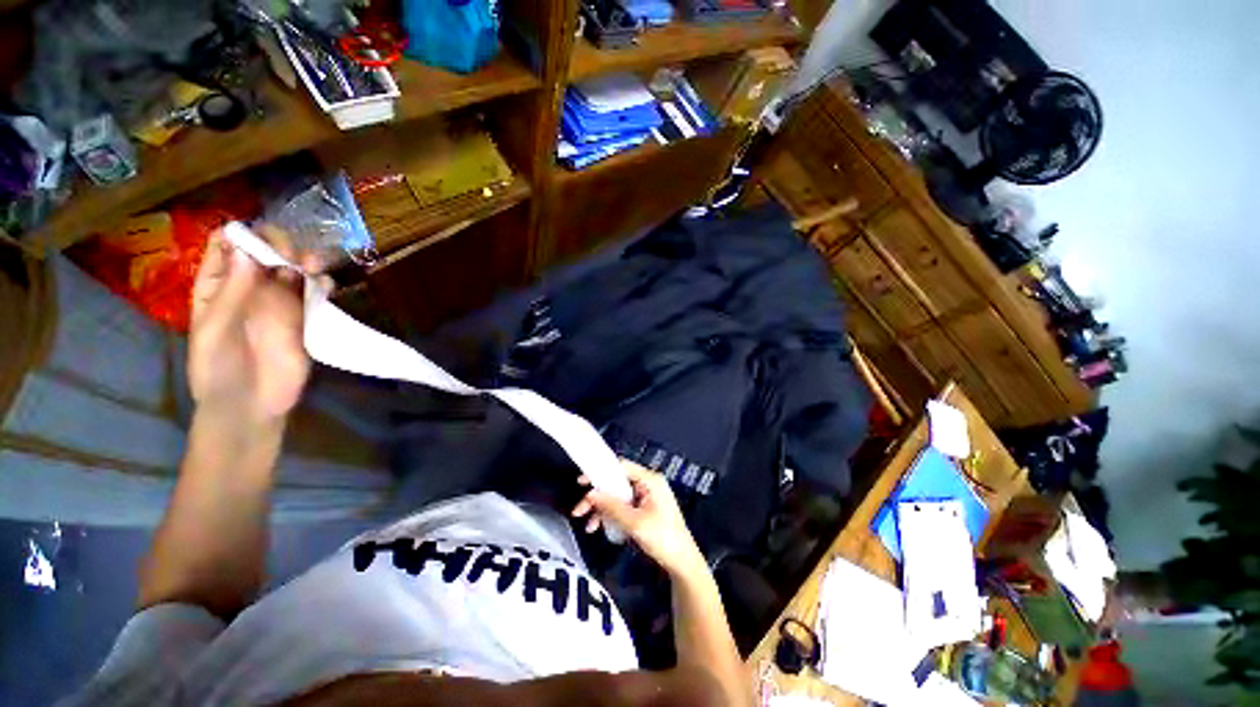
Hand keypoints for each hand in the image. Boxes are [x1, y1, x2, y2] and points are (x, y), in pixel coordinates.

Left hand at [189, 225, 312, 426]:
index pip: (227, 246)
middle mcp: (249, 286)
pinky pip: (316, 291)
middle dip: (278, 245)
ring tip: (312, 266)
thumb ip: (232, 291)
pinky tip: (325, 284)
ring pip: (293, 267)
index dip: (241, 236)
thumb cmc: (219, 368)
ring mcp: (279, 300)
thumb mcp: (214, 329)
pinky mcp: (305, 315)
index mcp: (217, 285)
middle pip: (264, 251)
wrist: (253, 404)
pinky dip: (322, 282)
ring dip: (304, 260)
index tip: (257, 239)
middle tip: (289, 256)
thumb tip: (247, 250)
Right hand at [572, 462, 707, 578]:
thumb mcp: (635, 523)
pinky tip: (599, 527)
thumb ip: (611, 506)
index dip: (600, 472)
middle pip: (616, 483)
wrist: (683, 563)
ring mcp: (646, 497)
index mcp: (650, 480)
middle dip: (597, 497)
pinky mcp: (644, 509)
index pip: (621, 467)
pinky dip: (610, 515)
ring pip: (617, 496)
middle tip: (579, 510)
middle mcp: (647, 484)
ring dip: (601, 509)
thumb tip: (590, 494)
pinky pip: (622, 506)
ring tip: (588, 526)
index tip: (582, 482)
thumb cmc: (663, 539)